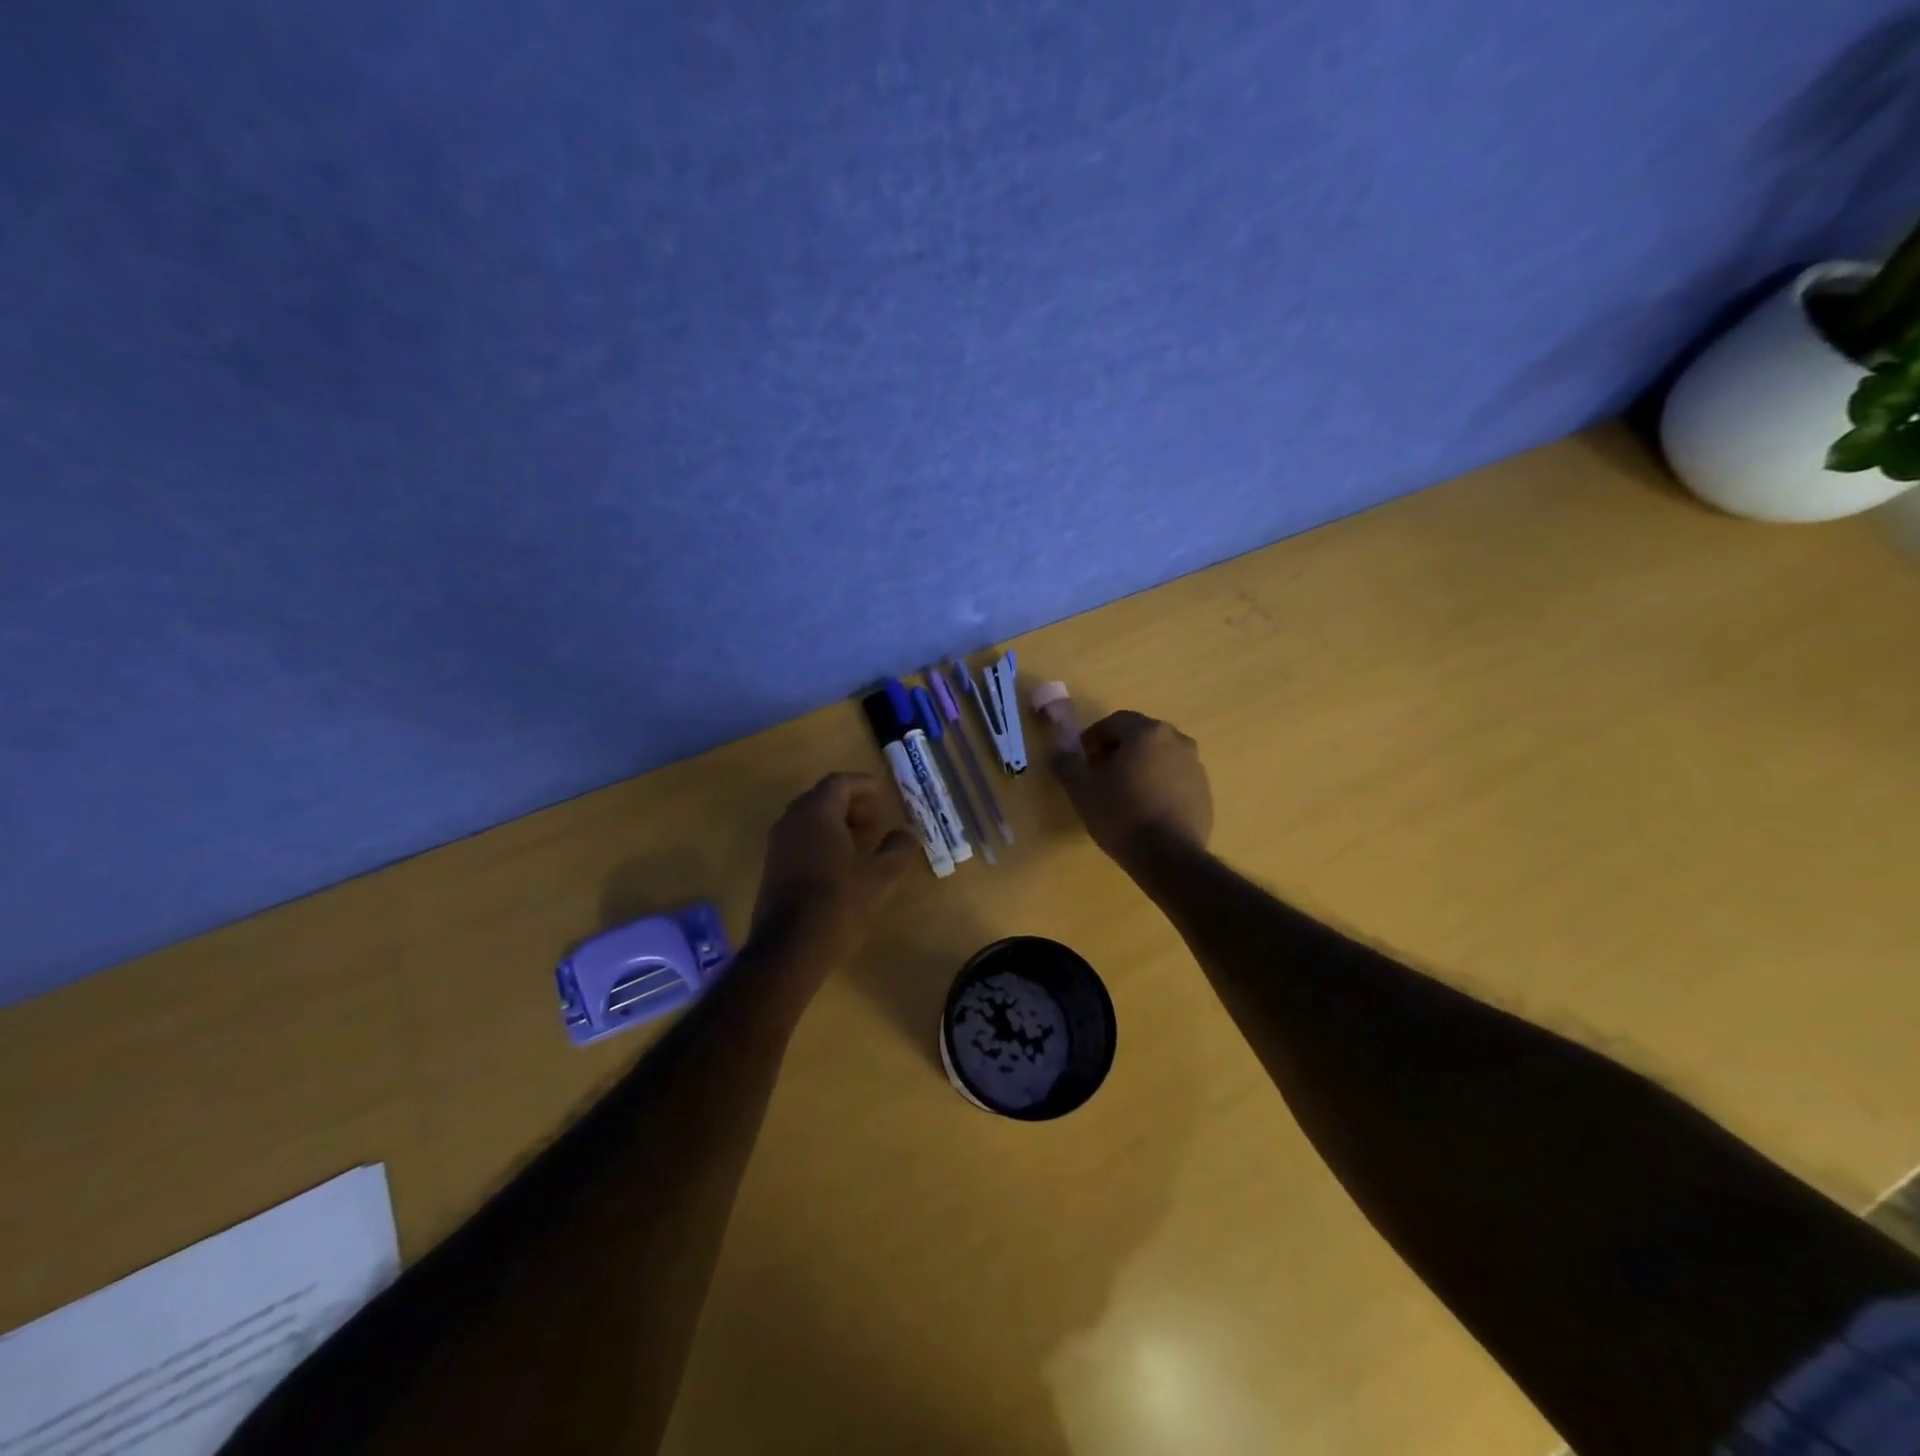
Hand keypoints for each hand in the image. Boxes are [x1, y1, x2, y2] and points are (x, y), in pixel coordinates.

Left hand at [749, 772, 916, 973]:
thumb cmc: (837, 902)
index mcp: (817, 812)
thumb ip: (898, 849)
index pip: (840, 782)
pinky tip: (841, 865)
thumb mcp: (879, 876)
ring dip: (837, 823)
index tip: (884, 796)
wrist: (789, 947)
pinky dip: (823, 840)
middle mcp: (793, 819)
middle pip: (824, 797)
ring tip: (863, 844)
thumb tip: (909, 833)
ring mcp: (779, 843)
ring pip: (811, 818)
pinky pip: (801, 838)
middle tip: (876, 822)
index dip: (864, 786)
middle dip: (852, 804)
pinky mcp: (773, 865)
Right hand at [1053, 711, 1212, 868]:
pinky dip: (1158, 784)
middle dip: (1118, 749)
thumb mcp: (1082, 789)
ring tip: (1123, 792)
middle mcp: (1177, 740)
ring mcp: (1195, 766)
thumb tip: (1059, 751)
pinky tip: (1145, 808)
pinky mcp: (1204, 791)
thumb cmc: (1121, 815)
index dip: (1094, 735)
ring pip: (1160, 756)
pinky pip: (1175, 778)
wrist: (1168, 857)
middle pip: (1141, 736)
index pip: (1116, 721)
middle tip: (1099, 772)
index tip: (1082, 756)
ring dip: (1140, 766)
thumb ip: (1067, 763)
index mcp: (1147, 732)